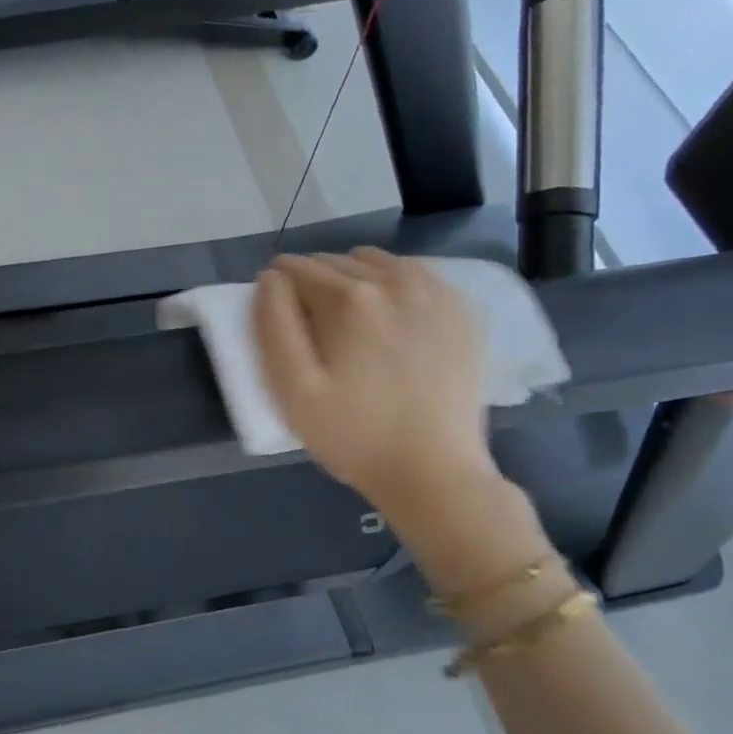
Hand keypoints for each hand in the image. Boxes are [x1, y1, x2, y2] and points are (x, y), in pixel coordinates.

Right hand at [253, 249, 498, 522]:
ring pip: (376, 262)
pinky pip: (415, 275)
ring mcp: (435, 292)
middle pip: (336, 262)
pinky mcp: (462, 310)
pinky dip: (393, 286)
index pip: (296, 269)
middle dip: (314, 284)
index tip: (280, 320)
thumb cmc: (352, 436)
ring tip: (350, 324)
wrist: (433, 472)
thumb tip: (270, 279)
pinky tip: (391, 323)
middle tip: (312, 330)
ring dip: (353, 279)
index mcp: (348, 299)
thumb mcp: (292, 390)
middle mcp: (394, 281)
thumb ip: (273, 325)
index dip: (278, 290)